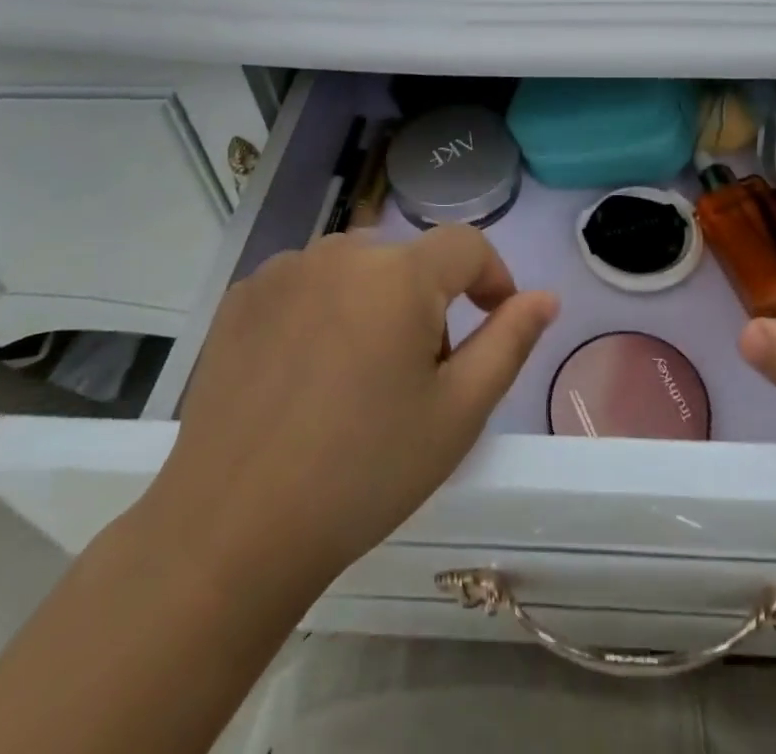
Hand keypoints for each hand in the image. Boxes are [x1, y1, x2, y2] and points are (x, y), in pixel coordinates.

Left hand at [142, 226, 557, 589]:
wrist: (231, 531)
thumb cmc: (364, 472)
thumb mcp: (458, 413)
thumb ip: (509, 342)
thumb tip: (545, 296)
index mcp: (400, 275)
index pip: (467, 244)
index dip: (492, 276)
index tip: (495, 319)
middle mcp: (341, 253)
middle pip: (409, 261)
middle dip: (429, 303)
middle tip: (418, 376)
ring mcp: (285, 270)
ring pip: (357, 269)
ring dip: (375, 303)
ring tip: (359, 377)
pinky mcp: (243, 296)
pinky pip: (306, 283)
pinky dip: (323, 310)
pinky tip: (306, 373)